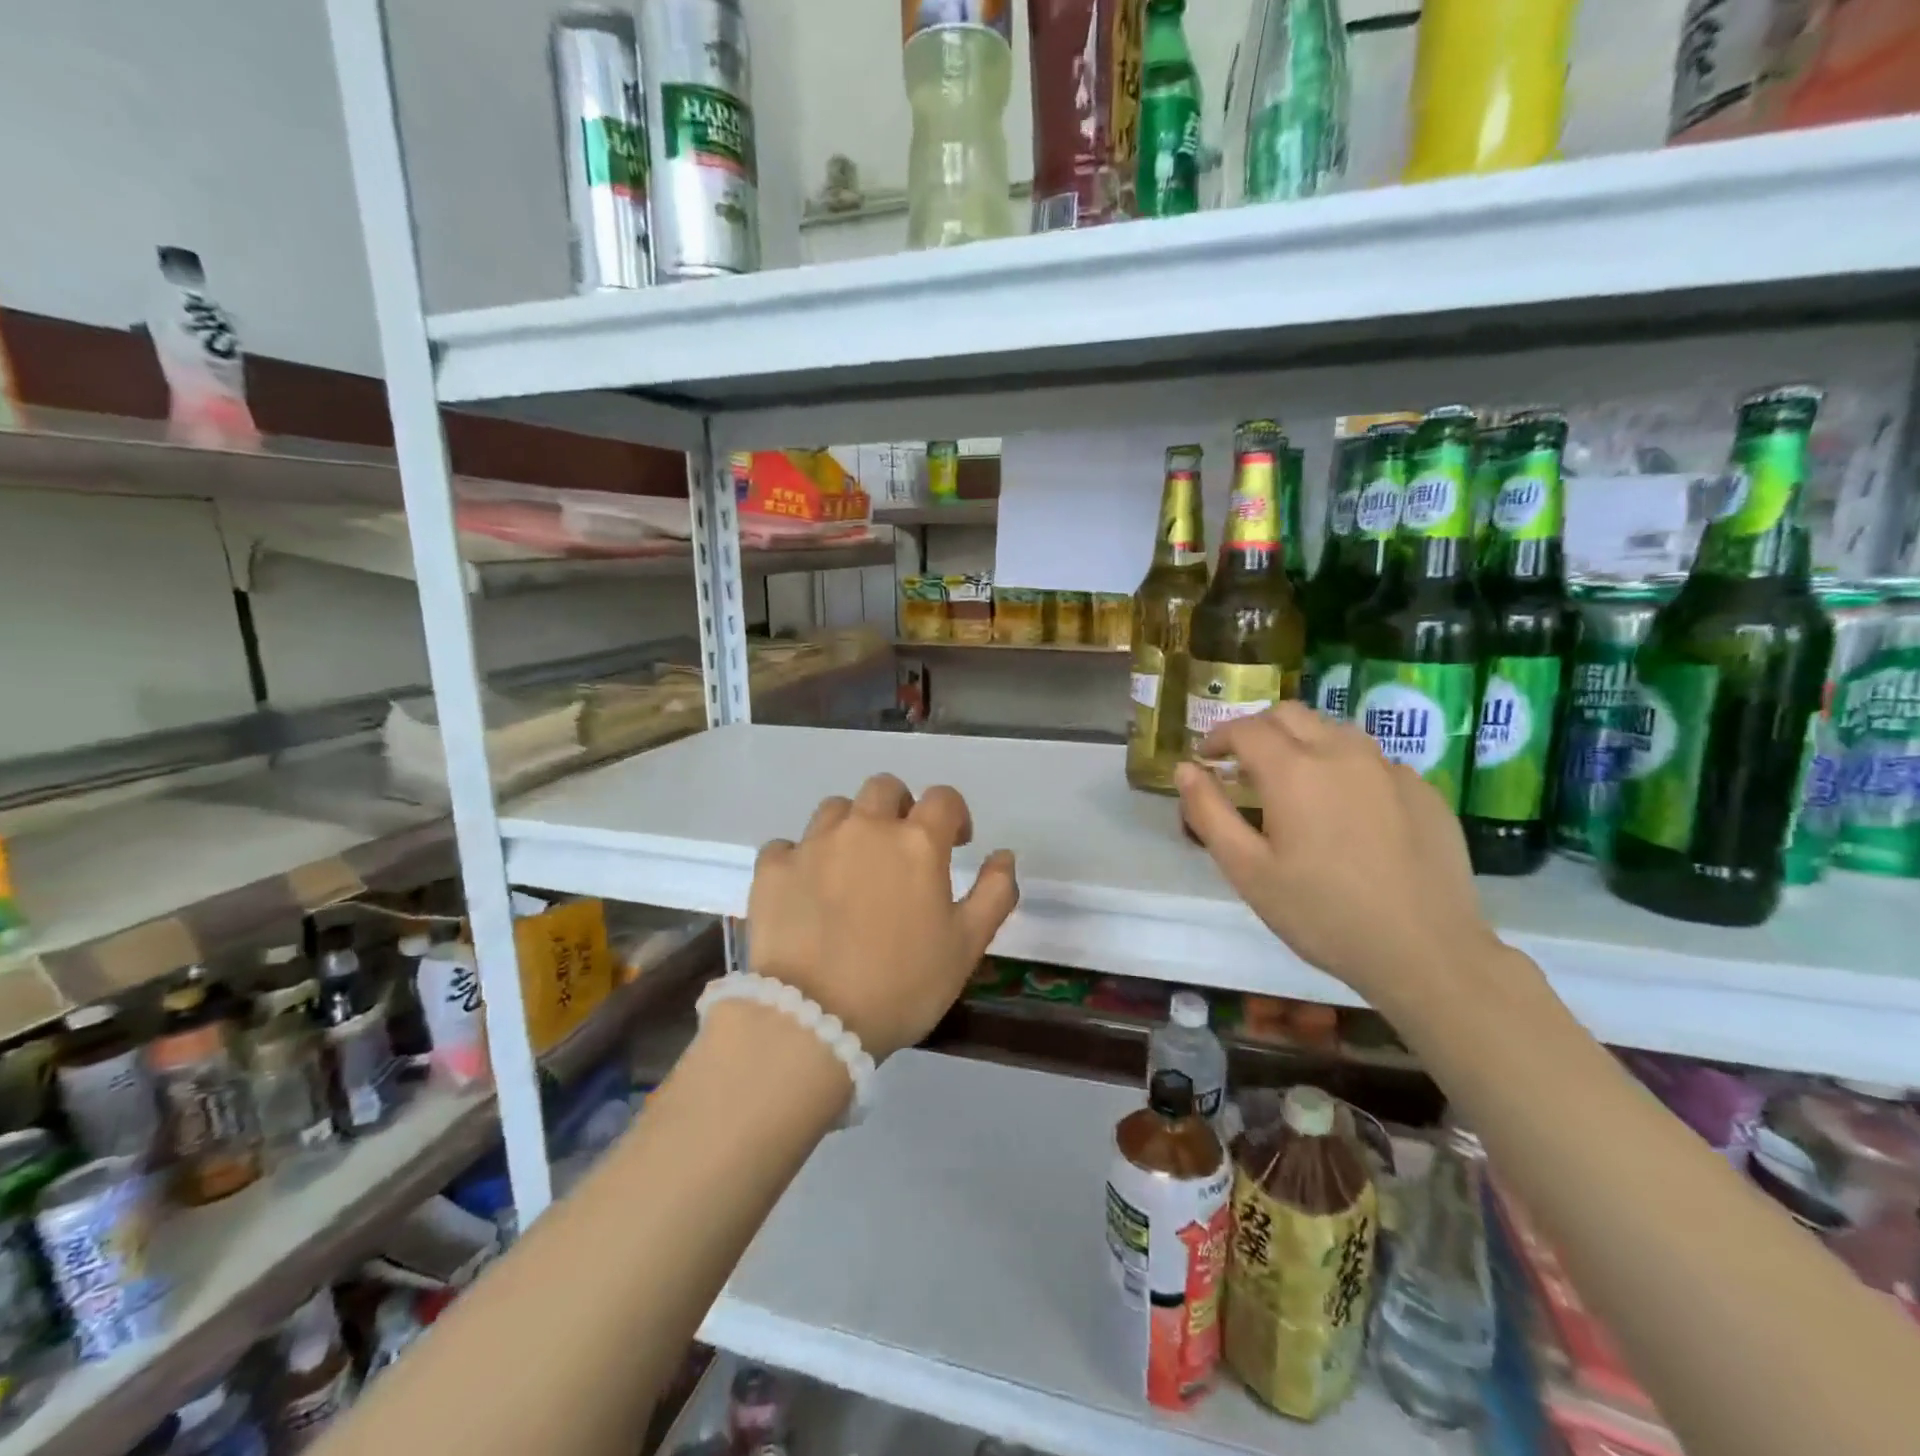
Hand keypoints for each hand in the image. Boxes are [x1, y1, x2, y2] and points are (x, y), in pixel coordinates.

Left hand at [745, 774, 1018, 1060]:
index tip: (955, 843)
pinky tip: (806, 889)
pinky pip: (788, 845)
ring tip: (853, 867)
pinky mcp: (772, 869)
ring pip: (836, 809)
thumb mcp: (966, 946)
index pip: (943, 798)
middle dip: (900, 808)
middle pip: (884, 789)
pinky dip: (801, 858)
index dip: (954, 815)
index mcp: (916, 842)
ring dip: (851, 826)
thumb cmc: (902, 984)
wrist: (813, 1020)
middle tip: (902, 849)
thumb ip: (995, 893)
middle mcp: (864, 828)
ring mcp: (813, 844)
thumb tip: (1004, 855)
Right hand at [1175, 703, 1500, 1014]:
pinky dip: (1343, 767)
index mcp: (1294, 770)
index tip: (1206, 758)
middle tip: (1243, 766)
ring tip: (1292, 782)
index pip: (1245, 728)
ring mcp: (1389, 768)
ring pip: (1334, 730)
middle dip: (1258, 730)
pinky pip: (1372, 760)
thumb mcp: (1247, 871)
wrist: (1428, 952)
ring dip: (1302, 742)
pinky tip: (1345, 810)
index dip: (1218, 737)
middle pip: (1290, 715)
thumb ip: (1209, 812)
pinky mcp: (1423, 790)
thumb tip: (1185, 769)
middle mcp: (1342, 753)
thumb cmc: (1322, 914)